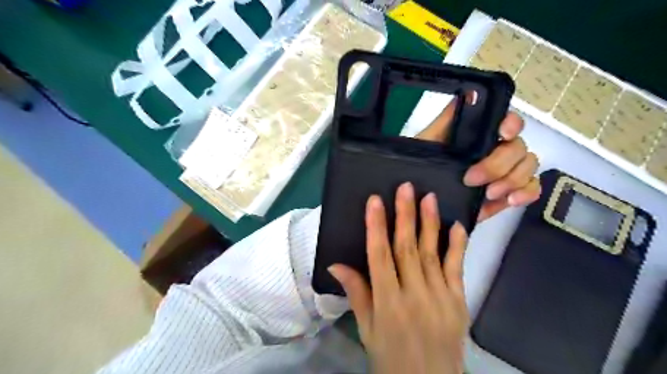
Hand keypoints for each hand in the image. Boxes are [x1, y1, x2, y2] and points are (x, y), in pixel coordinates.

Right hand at [329, 183, 464, 373]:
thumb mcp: (367, 329)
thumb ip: (356, 293)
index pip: (379, 256)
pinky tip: (456, 225)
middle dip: (405, 215)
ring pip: (431, 253)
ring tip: (429, 197)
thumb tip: (336, 264)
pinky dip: (456, 246)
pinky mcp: (459, 301)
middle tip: (405, 188)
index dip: (376, 226)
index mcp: (387, 303)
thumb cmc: (391, 357)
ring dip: (430, 223)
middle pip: (407, 248)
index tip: (375, 201)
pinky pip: (457, 269)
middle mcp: (414, 295)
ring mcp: (440, 297)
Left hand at [416, 101, 540, 220]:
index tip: (503, 134)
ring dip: (512, 180)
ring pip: (528, 167)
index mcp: (482, 135)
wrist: (421, 196)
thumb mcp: (428, 141)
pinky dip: (527, 193)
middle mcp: (498, 150)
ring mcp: (506, 171)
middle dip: (498, 164)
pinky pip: (531, 188)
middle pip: (519, 148)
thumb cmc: (424, 165)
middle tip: (472, 179)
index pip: (508, 121)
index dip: (512, 124)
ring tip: (489, 193)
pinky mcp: (508, 192)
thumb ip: (447, 119)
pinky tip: (510, 200)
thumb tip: (470, 93)